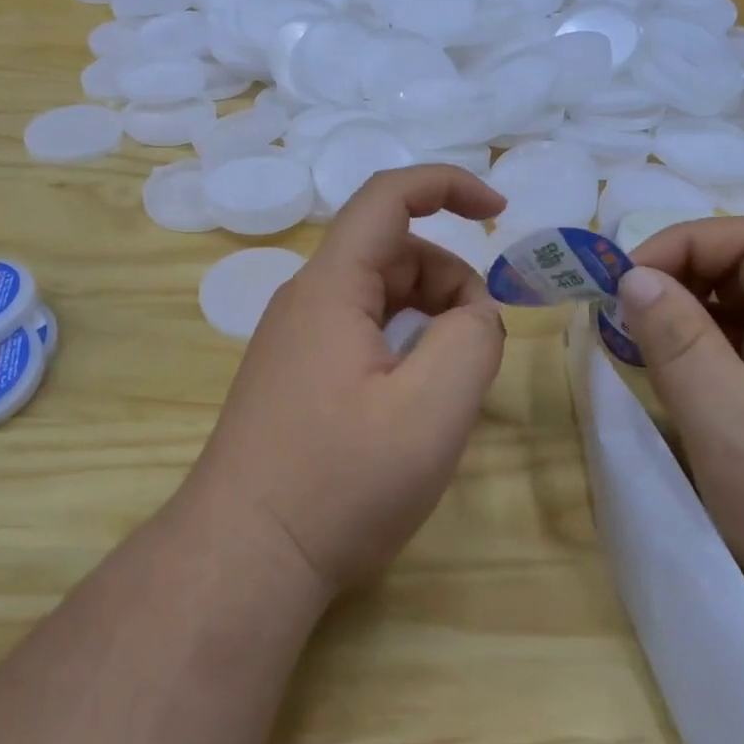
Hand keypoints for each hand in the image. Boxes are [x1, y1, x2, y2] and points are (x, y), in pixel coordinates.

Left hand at [185, 166, 507, 599]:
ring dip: (427, 322)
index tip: (499, 213)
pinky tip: (411, 406)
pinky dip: (401, 349)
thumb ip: (472, 340)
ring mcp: (294, 341)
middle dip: (448, 283)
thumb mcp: (431, 411)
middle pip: (390, 255)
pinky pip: (360, 335)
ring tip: (446, 390)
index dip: (446, 185)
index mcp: (329, 288)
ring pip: (378, 299)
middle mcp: (305, 301)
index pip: (386, 197)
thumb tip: (473, 316)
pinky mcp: (294, 376)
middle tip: (477, 351)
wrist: (245, 557)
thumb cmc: (338, 482)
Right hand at [613, 218, 743, 674]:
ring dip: (689, 322)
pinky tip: (677, 381)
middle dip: (679, 284)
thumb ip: (677, 344)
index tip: (620, 283)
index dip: (679, 246)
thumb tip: (631, 277)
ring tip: (636, 349)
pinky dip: (709, 356)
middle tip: (617, 318)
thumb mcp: (732, 428)